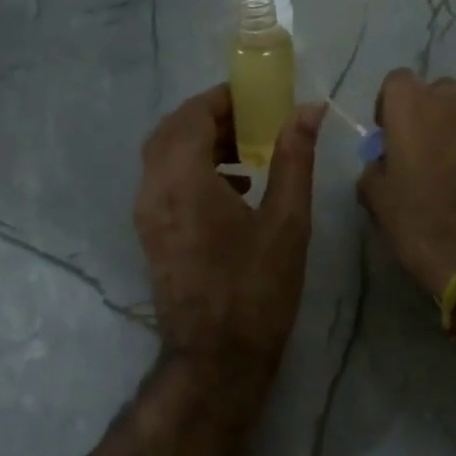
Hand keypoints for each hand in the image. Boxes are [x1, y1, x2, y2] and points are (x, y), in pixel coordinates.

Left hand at [134, 85, 325, 369]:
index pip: (193, 115)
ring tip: (248, 152)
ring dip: (200, 142)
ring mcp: (146, 213)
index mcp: (183, 179)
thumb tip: (308, 109)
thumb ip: (294, 157)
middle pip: (172, 130)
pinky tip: (234, 187)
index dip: (222, 99)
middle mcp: (154, 189)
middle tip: (252, 120)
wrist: (217, 357)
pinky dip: (192, 168)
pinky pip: (163, 181)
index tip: (256, 98)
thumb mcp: (287, 220)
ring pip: (164, 155)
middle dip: (210, 117)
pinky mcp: (150, 233)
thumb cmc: (257, 287)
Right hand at [358, 70, 455, 296]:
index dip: (389, 107)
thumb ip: (373, 171)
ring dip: (454, 128)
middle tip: (420, 151)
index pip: (396, 82)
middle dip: (425, 114)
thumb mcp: (380, 203)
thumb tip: (381, 163)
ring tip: (450, 165)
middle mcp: (454, 98)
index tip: (389, 136)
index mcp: (413, 106)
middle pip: (434, 92)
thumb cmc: (427, 223)